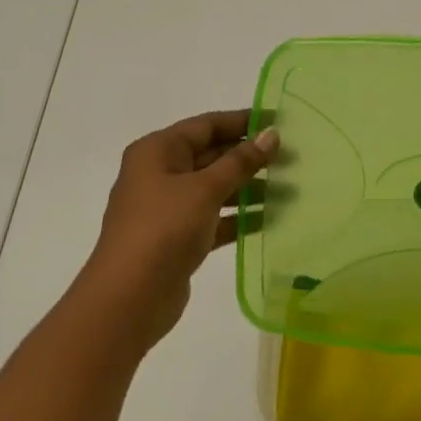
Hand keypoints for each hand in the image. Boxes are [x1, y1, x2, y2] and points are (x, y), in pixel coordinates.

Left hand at [77, 110, 277, 346]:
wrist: (129, 299)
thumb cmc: (164, 229)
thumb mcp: (205, 189)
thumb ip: (241, 161)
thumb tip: (271, 135)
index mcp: (158, 151)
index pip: (206, 125)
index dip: (243, 121)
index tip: (279, 122)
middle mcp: (160, 173)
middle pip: (211, 155)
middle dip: (250, 157)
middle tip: (292, 157)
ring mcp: (168, 208)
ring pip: (215, 188)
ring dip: (249, 188)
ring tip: (290, 189)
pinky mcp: (178, 237)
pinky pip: (214, 218)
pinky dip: (239, 217)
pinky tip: (271, 219)